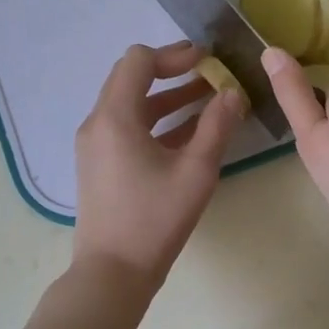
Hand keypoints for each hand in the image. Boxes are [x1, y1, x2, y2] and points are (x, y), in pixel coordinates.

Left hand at [73, 42, 245, 285]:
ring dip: (166, 97)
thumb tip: (233, 93)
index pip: (139, 61)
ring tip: (207, 98)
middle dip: (170, 71)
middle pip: (130, 78)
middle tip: (207, 72)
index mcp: (115, 117)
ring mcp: (95, 145)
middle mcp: (97, 123)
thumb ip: (217, 126)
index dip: (174, 55)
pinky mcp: (100, 164)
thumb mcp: (196, 171)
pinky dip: (156, 120)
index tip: (207, 60)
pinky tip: (188, 131)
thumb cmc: (155, 219)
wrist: (113, 272)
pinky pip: (127, 127)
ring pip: (130, 104)